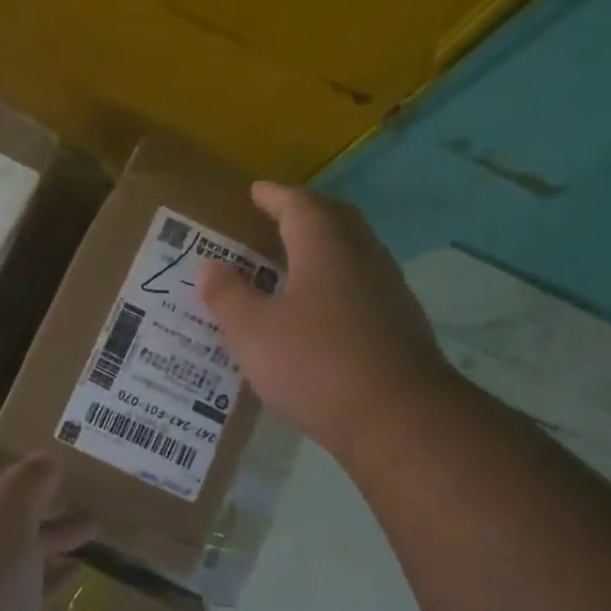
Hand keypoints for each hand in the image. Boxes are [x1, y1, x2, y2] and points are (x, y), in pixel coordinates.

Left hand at [0, 431, 93, 610]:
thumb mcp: (5, 513)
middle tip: (66, 484)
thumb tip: (44, 459)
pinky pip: (14, 600)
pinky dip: (42, 584)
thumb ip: (28, 482)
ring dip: (42, 540)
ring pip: (3, 556)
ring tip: (90, 527)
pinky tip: (75, 577)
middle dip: (23, 497)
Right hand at [199, 183, 449, 453]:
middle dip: (307, 212)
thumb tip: (209, 265)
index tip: (256, 191)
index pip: (300, 206)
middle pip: (337, 220)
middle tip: (280, 216)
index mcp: (325, 248)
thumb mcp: (253, 332)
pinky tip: (324, 310)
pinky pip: (364, 286)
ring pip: (355, 253)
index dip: (275, 196)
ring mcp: (389, 292)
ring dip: (326, 247)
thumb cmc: (314, 364)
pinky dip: (339, 282)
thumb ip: (228, 295)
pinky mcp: (401, 327)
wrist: (397, 418)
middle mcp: (363, 259)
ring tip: (297, 261)